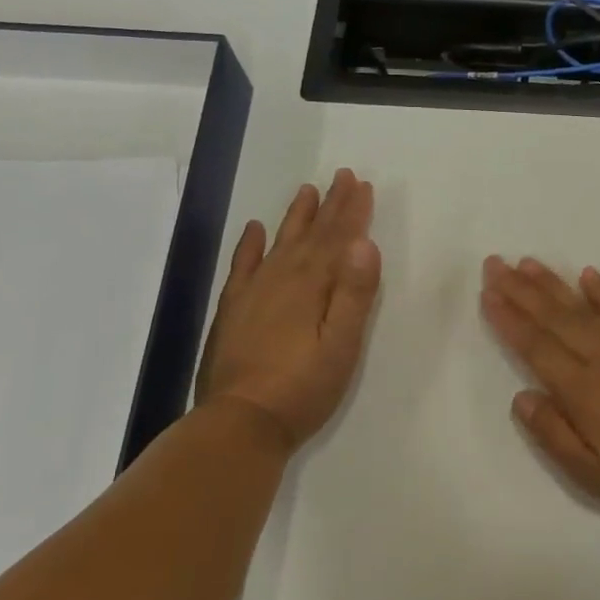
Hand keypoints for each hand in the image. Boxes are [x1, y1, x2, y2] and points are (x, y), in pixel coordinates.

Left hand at [196, 169, 380, 450]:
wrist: (240, 423)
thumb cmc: (303, 389)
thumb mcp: (342, 346)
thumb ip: (355, 294)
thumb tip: (365, 243)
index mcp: (312, 286)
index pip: (338, 240)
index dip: (352, 212)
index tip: (362, 184)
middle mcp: (282, 279)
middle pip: (311, 235)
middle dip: (330, 205)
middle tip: (342, 176)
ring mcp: (253, 293)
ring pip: (280, 243)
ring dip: (296, 217)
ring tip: (306, 191)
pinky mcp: (233, 311)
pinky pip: (243, 267)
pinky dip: (250, 246)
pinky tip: (256, 229)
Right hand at [480, 257, 599, 519]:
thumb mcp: (593, 474)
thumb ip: (553, 433)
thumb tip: (521, 395)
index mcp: (583, 390)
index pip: (536, 346)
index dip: (509, 319)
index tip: (487, 293)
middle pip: (554, 317)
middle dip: (520, 290)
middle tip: (494, 262)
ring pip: (584, 306)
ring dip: (553, 283)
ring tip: (527, 262)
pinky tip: (588, 274)